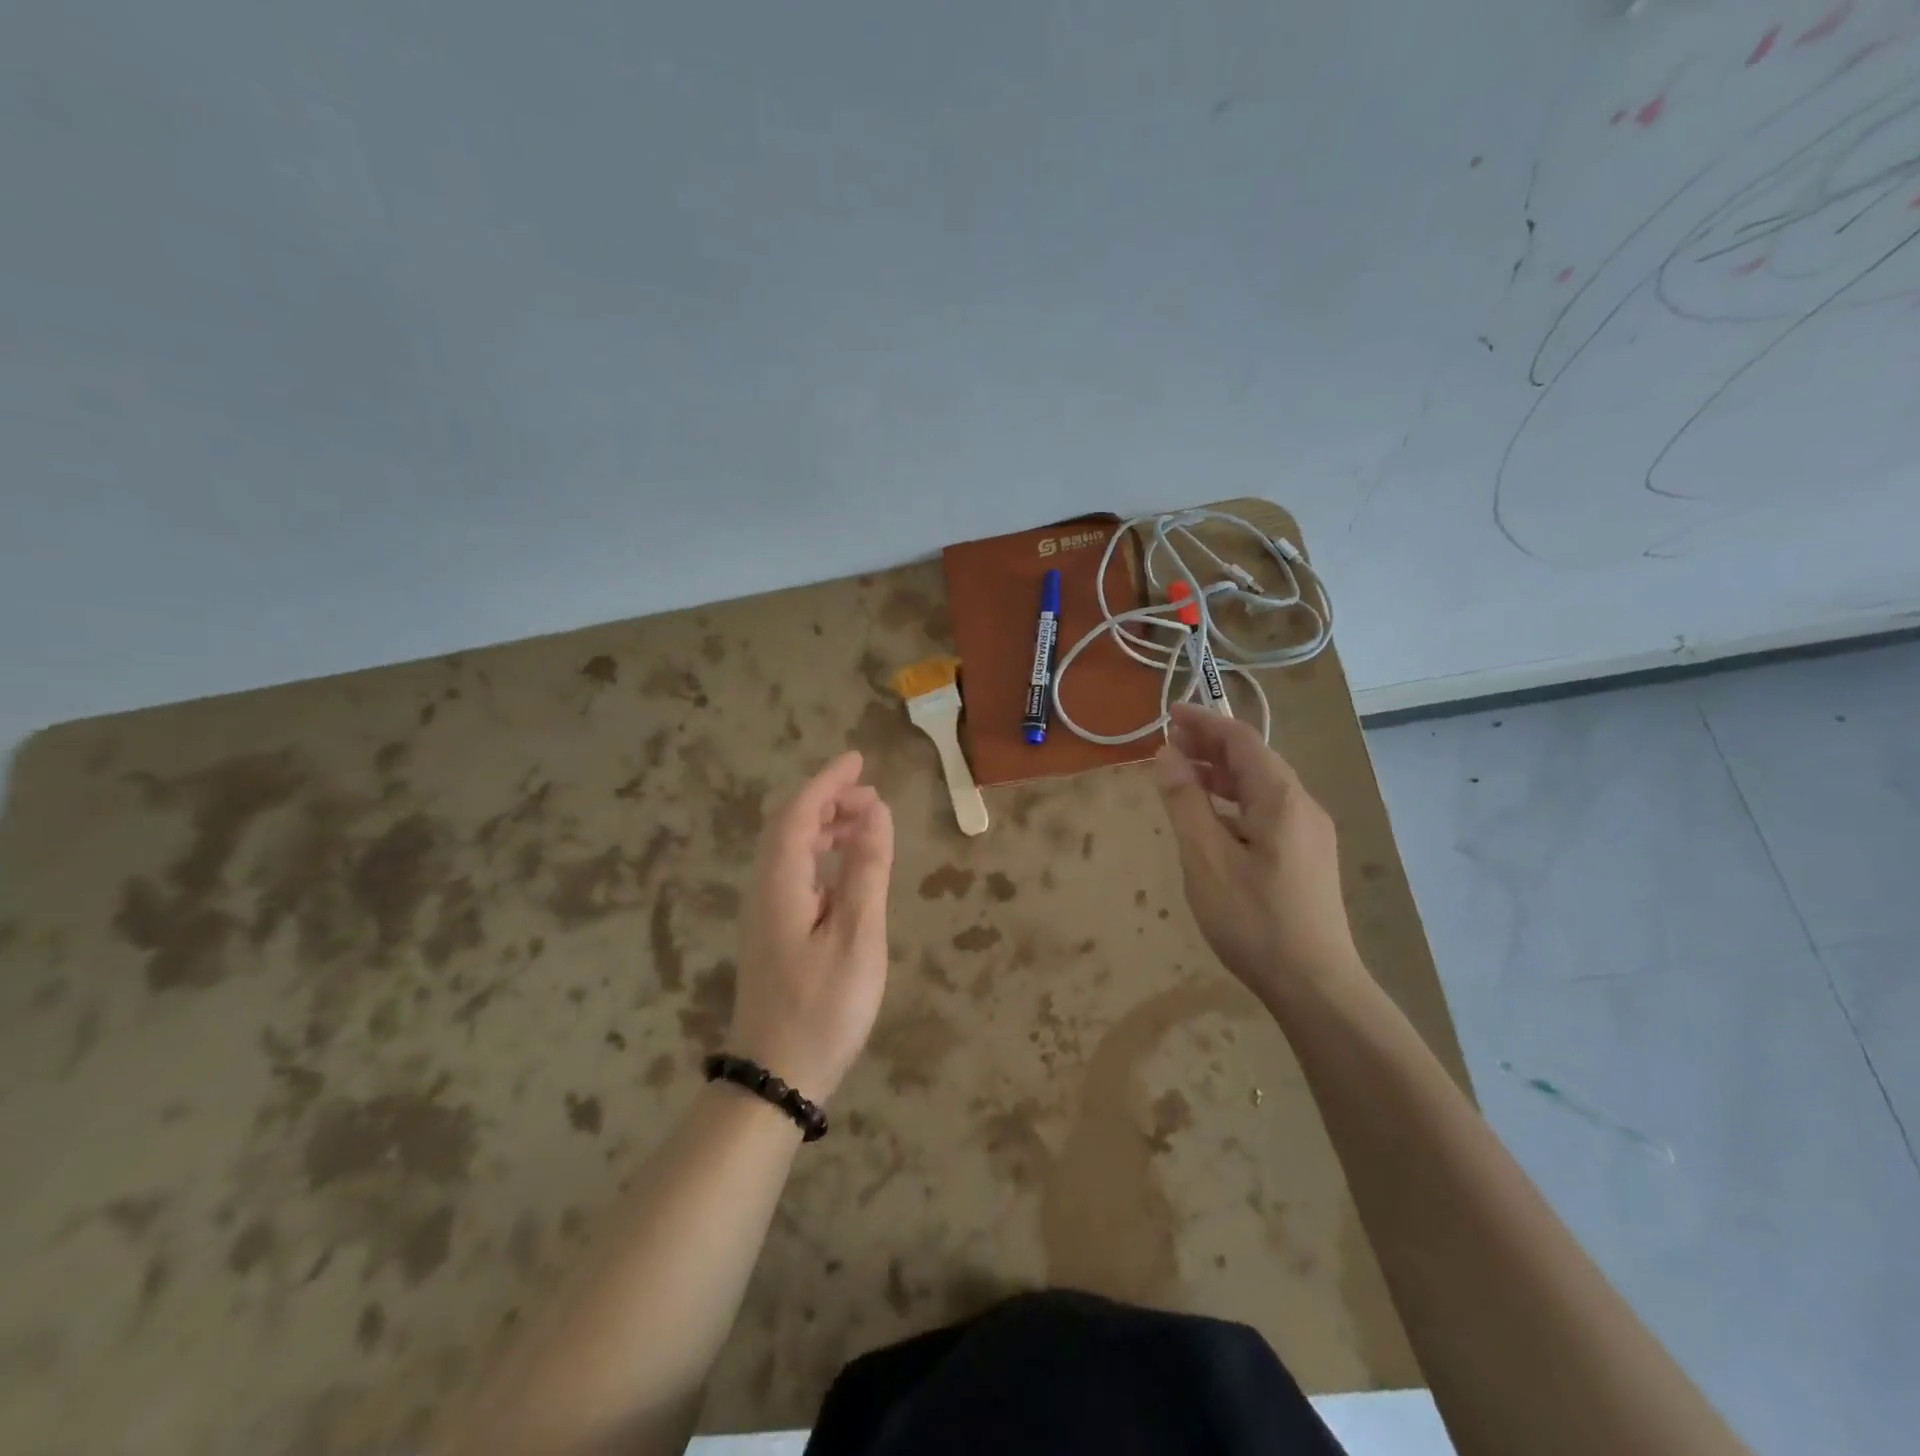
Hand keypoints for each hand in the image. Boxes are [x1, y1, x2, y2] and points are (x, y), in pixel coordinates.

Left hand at [727, 750, 894, 1103]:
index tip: (858, 759)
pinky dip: (822, 856)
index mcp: (781, 883)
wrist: (777, 1077)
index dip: (826, 782)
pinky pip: (796, 874)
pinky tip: (848, 869)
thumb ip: (867, 871)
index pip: (797, 813)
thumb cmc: (823, 1007)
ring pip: (791, 850)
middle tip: (872, 796)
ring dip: (825, 827)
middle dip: (828, 801)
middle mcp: (765, 889)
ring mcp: (766, 913)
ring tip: (867, 823)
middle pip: (789, 826)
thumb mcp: (858, 937)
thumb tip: (876, 814)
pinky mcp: (773, 933)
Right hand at [1154, 704, 1362, 1005]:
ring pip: (1261, 787)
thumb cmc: (1253, 920)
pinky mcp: (1306, 856)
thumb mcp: (1206, 858)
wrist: (1315, 985)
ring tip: (1182, 773)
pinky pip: (1267, 811)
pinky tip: (1211, 817)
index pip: (1241, 741)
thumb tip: (1167, 755)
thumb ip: (1185, 802)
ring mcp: (1309, 833)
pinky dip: (1234, 801)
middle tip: (1168, 741)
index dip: (1204, 722)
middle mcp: (1302, 806)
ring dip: (1221, 773)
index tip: (1168, 713)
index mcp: (1281, 799)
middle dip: (1211, 745)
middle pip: (1254, 759)